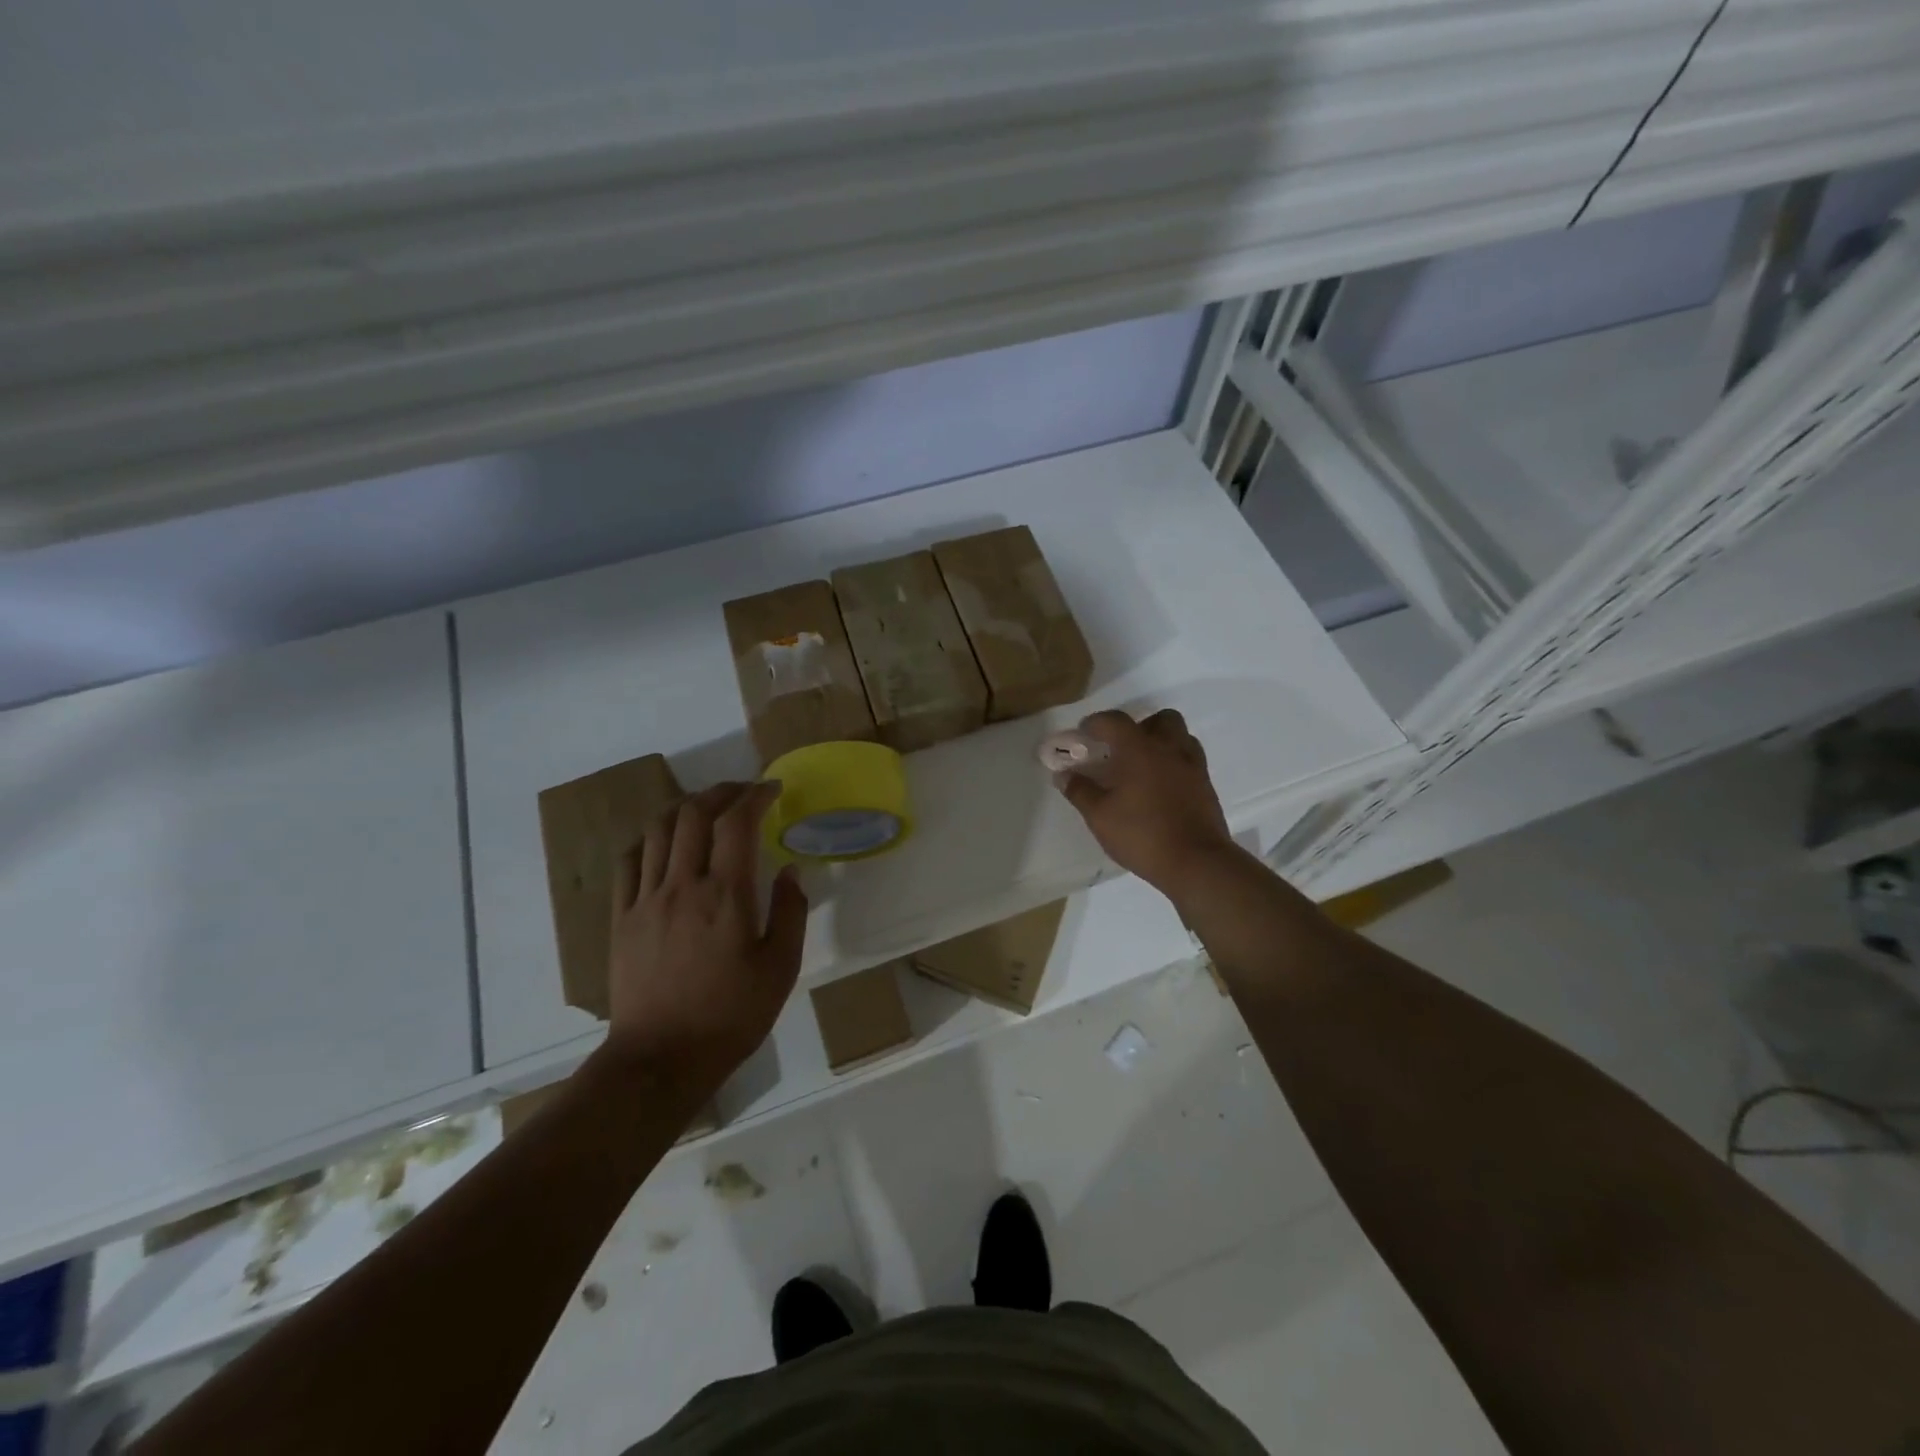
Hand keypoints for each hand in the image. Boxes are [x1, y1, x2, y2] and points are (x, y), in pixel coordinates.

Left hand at [605, 782, 807, 1094]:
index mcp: (726, 896)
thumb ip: (790, 912)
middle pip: (694, 814)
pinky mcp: (622, 918)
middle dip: (721, 792)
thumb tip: (789, 871)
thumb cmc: (731, 1016)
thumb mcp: (780, 969)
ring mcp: (645, 900)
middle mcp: (682, 886)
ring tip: (705, 810)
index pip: (736, 823)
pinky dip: (649, 839)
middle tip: (742, 793)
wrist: (661, 1059)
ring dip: (685, 808)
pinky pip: (629, 861)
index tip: (771, 789)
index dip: (755, 795)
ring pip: (657, 830)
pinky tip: (663, 844)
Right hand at [1055, 709, 1234, 895]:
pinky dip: (1174, 763)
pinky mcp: (1207, 786)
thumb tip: (1063, 775)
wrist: (1196, 862)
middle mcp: (1169, 749)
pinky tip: (1161, 787)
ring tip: (1143, 766)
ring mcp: (1193, 766)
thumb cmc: (1142, 834)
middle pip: (1160, 719)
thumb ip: (1080, 791)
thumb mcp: (1100, 816)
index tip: (1084, 732)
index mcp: (1140, 749)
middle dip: (1139, 726)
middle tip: (1122, 748)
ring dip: (1161, 742)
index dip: (1096, 722)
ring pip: (1180, 737)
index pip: (1115, 721)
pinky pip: (1190, 760)